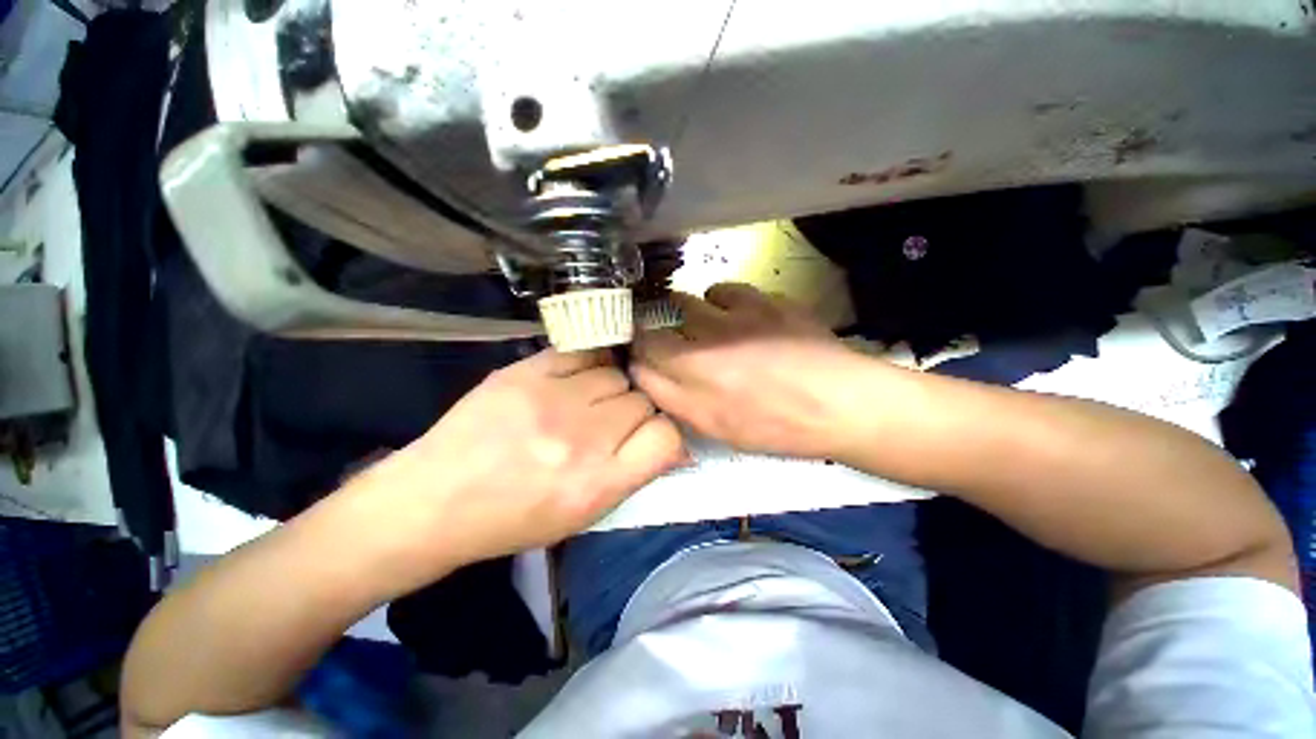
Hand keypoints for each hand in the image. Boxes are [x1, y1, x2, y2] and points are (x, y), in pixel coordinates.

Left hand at [343, 348, 685, 587]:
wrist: (434, 501)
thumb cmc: (512, 519)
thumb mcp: (583, 516)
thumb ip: (632, 475)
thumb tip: (671, 443)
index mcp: (596, 485)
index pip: (666, 437)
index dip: (667, 435)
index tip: (653, 437)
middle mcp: (581, 440)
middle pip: (642, 401)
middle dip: (636, 412)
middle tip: (613, 423)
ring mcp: (551, 399)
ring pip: (617, 374)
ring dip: (612, 388)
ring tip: (590, 401)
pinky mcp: (525, 372)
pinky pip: (583, 353)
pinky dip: (590, 364)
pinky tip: (578, 378)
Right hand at [633, 283, 871, 459]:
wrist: (839, 402)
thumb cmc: (775, 425)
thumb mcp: (716, 428)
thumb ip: (673, 399)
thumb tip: (646, 374)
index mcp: (690, 380)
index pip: (640, 353)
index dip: (637, 353)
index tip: (645, 358)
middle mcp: (701, 342)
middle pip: (656, 325)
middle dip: (660, 335)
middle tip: (682, 350)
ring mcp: (732, 315)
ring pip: (688, 302)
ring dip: (691, 316)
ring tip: (713, 330)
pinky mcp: (761, 299)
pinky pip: (725, 290)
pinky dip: (724, 301)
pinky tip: (741, 317)